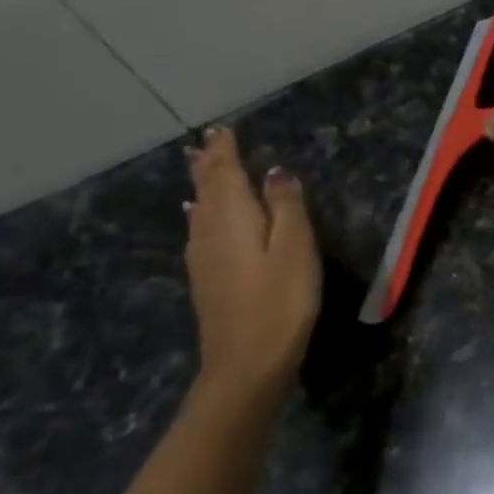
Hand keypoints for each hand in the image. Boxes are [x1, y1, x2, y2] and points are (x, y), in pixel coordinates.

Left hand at [184, 127, 320, 392]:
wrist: (247, 363)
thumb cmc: (280, 301)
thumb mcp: (295, 248)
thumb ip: (286, 206)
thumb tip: (275, 172)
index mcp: (233, 217)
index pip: (225, 172)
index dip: (225, 150)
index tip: (223, 129)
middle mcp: (209, 231)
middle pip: (206, 188)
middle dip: (209, 163)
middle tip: (210, 142)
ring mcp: (202, 257)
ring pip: (199, 209)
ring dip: (203, 185)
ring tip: (203, 168)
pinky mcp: (206, 279)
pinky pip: (199, 229)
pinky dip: (201, 212)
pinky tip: (198, 216)